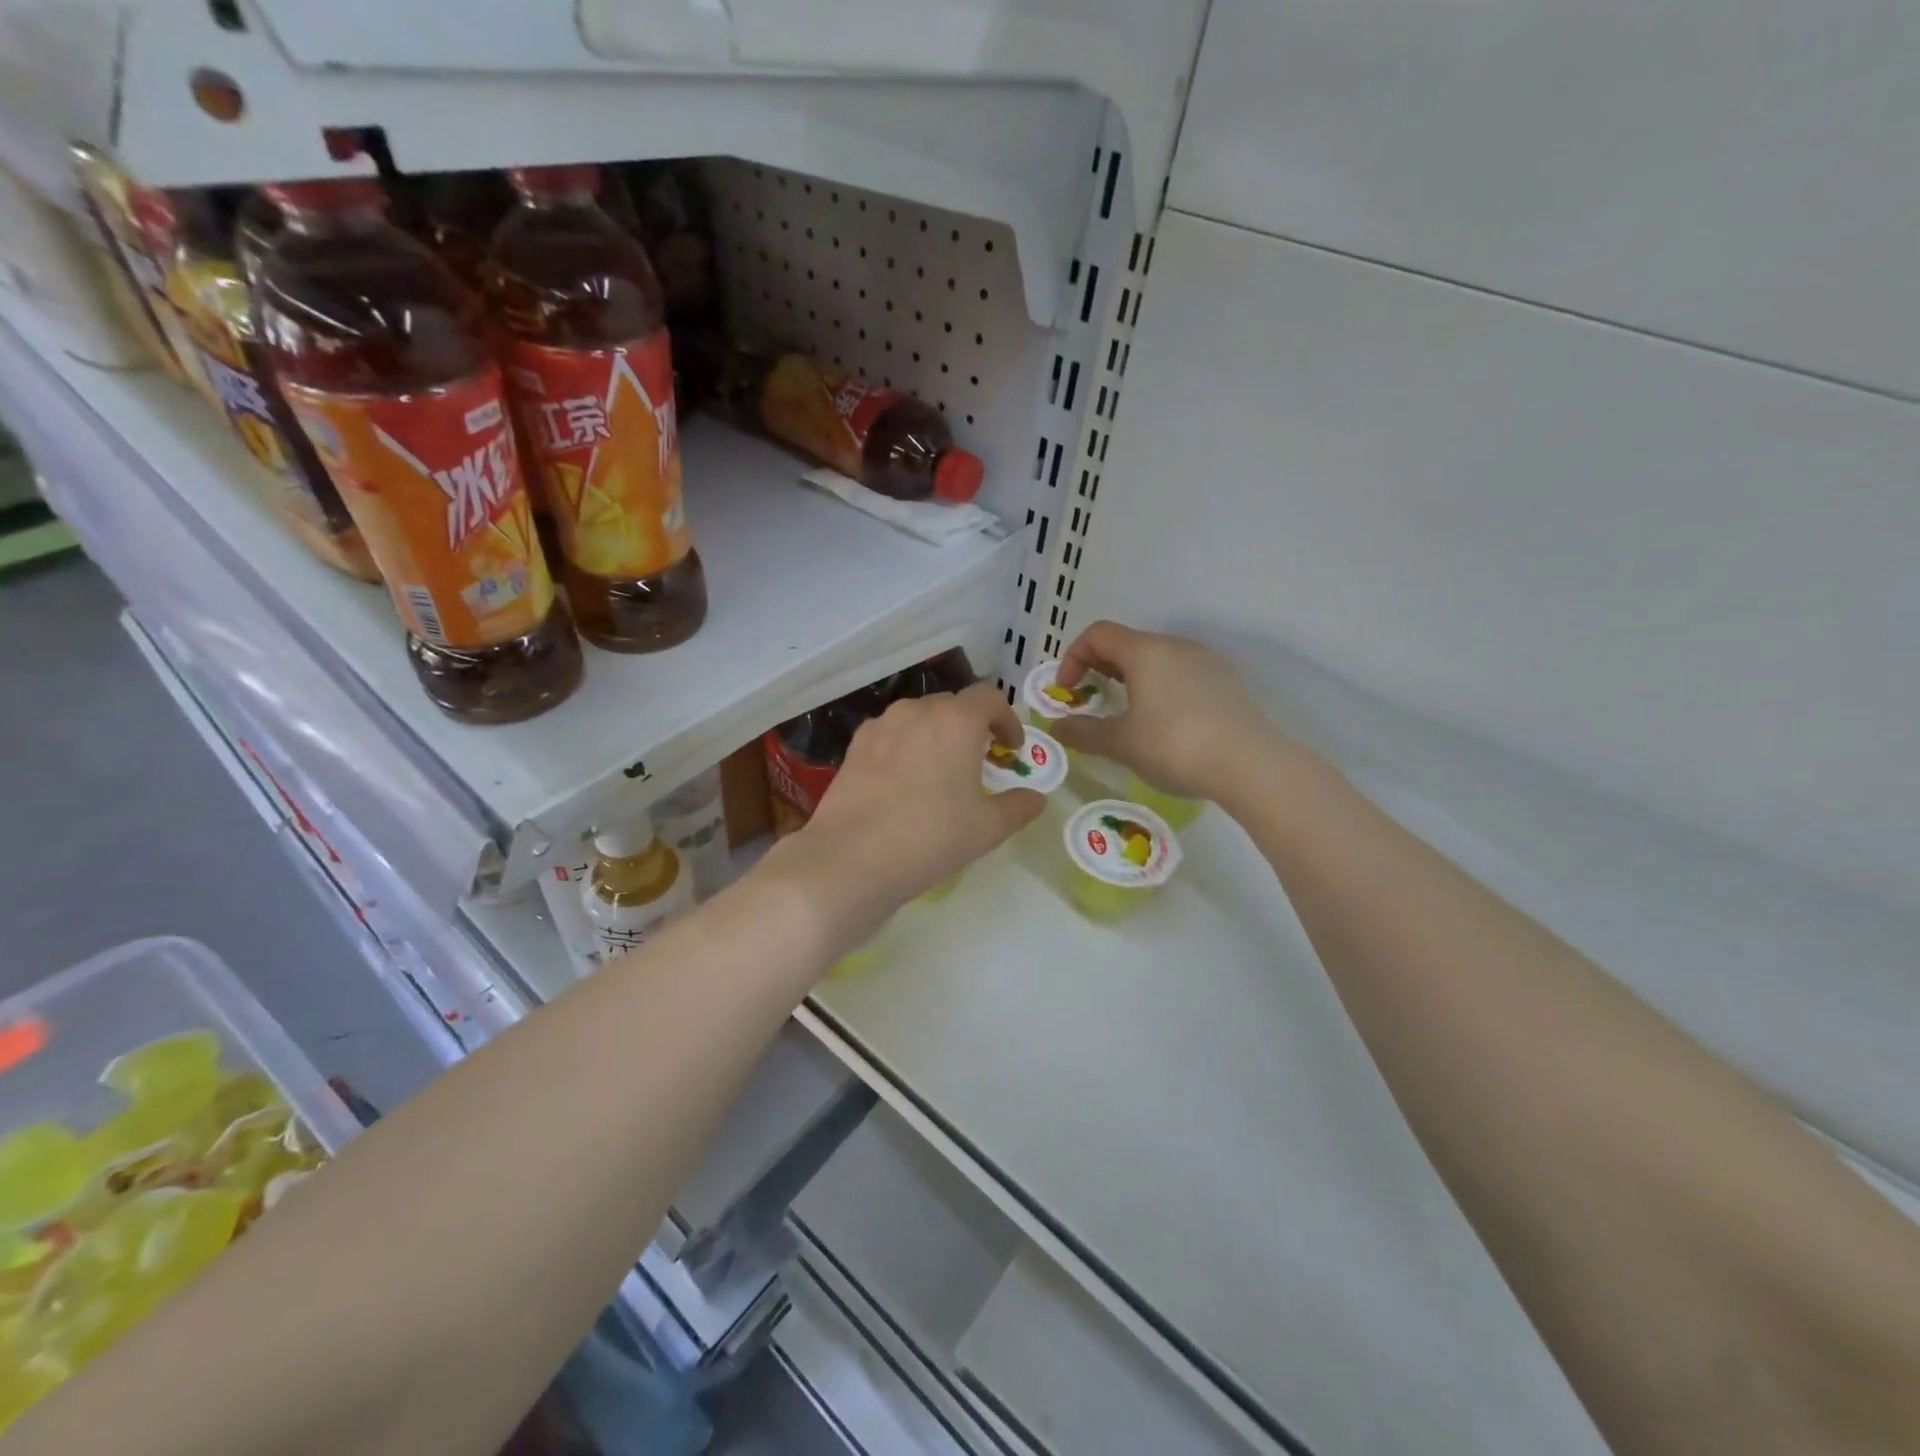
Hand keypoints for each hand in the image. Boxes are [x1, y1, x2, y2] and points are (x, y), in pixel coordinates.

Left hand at [771, 681, 1044, 942]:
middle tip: (979, 761)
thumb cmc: (931, 837)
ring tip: (940, 769)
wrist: (853, 857)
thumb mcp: (987, 828)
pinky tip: (904, 781)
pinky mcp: (855, 746)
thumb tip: (1036, 798)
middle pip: (952, 704)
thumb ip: (1018, 807)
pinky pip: (890, 734)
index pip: (989, 697)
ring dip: (936, 734)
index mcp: (957, 721)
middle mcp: (917, 711)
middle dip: (972, 726)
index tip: (1011, 748)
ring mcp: (881, 726)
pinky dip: (906, 746)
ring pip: (918, 717)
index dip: (1007, 718)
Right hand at [1051, 621, 1283, 801]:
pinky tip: (1162, 723)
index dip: (1072, 657)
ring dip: (1130, 679)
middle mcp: (1175, 646)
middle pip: (1127, 643)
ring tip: (1125, 714)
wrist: (1251, 765)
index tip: (1067, 692)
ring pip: (1155, 658)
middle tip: (1091, 701)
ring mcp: (1204, 661)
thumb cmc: (1175, 746)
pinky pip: (1179, 673)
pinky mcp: (1223, 681)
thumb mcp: (1122, 744)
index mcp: (1145, 651)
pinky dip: (1157, 687)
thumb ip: (1085, 732)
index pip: (1097, 634)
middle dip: (1100, 668)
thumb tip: (1058, 727)